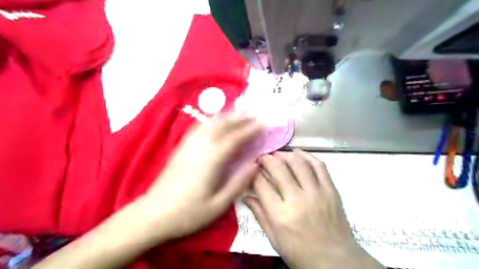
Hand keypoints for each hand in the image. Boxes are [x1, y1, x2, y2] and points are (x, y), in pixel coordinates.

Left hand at [137, 114, 263, 240]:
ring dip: (226, 117)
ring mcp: (189, 145)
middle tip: (253, 115)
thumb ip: (239, 182)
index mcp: (211, 160)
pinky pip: (199, 128)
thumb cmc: (188, 213)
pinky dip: (211, 121)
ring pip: (210, 124)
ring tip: (239, 113)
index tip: (262, 124)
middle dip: (239, 118)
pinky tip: (216, 122)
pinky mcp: (181, 148)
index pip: (235, 138)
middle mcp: (200, 147)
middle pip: (222, 125)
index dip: (250, 130)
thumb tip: (255, 164)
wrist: (153, 214)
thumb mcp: (219, 204)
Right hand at [245, 149, 384, 268]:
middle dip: (267, 159)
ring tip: (278, 154)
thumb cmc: (301, 253)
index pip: (261, 184)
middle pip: (279, 169)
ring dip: (286, 155)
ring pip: (299, 163)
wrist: (336, 261)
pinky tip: (299, 153)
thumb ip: (260, 215)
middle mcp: (297, 200)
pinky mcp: (331, 190)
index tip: (251, 169)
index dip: (253, 173)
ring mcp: (316, 193)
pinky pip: (319, 166)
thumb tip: (245, 197)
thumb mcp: (274, 239)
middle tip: (262, 157)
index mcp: (280, 215)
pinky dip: (308, 156)